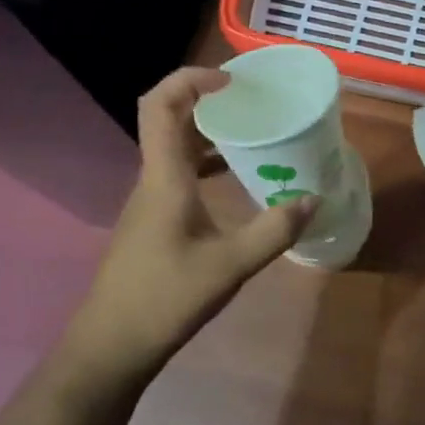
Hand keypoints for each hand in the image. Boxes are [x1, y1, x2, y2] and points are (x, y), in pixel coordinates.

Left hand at [69, 68, 317, 378]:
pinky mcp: (154, 220)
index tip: (231, 81)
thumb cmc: (165, 298)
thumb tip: (313, 199)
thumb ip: (274, 231)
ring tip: (253, 133)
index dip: (190, 78)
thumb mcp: (230, 265)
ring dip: (210, 133)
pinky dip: (208, 164)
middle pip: (170, 119)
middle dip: (208, 100)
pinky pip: (180, 174)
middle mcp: (152, 179)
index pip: (161, 104)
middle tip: (252, 102)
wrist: (111, 346)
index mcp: (164, 176)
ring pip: (176, 148)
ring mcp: (150, 200)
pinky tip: (237, 181)